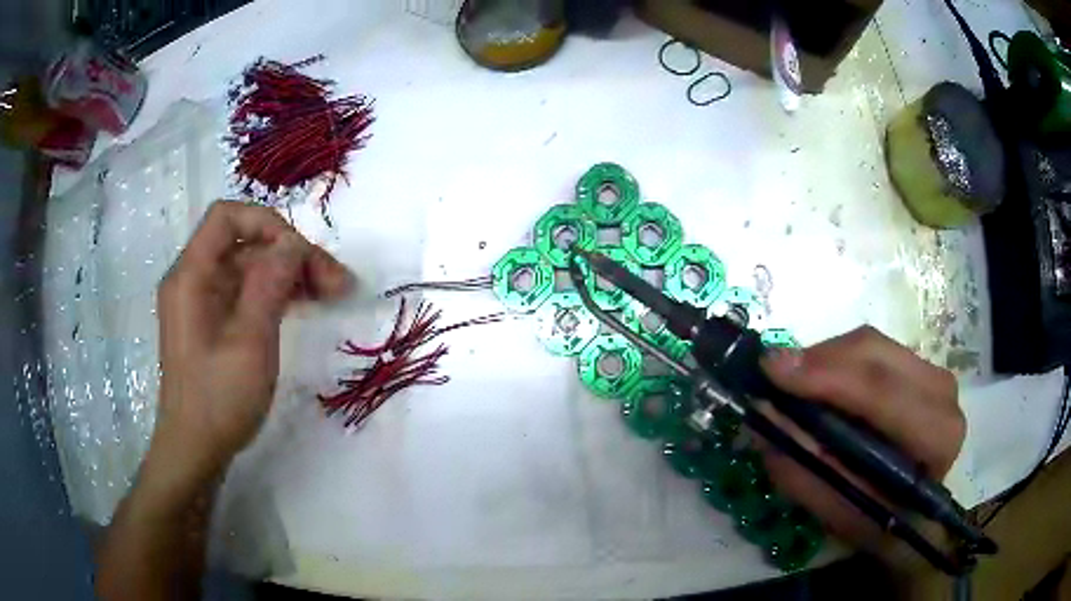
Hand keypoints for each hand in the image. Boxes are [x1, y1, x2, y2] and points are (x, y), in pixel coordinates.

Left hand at [152, 201, 351, 483]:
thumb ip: (270, 284)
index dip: (267, 224)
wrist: (195, 450)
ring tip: (331, 293)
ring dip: (289, 275)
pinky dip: (276, 294)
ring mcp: (203, 302)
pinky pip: (246, 293)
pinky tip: (305, 305)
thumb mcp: (249, 341)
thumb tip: (294, 243)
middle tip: (337, 283)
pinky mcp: (213, 323)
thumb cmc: (218, 400)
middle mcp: (194, 279)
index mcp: (191, 275)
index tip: (301, 255)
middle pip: (245, 244)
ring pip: (250, 268)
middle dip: (290, 255)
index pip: (227, 217)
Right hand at [758, 326, 964, 549]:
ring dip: (824, 360)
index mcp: (936, 436)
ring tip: (790, 384)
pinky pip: (871, 348)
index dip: (827, 378)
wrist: (916, 513)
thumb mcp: (840, 515)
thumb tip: (761, 419)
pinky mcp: (918, 365)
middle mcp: (942, 393)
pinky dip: (836, 360)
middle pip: (874, 354)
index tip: (773, 372)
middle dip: (818, 362)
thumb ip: (805, 473)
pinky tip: (817, 383)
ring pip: (870, 344)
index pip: (882, 393)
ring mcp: (932, 372)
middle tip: (771, 374)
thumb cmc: (882, 522)